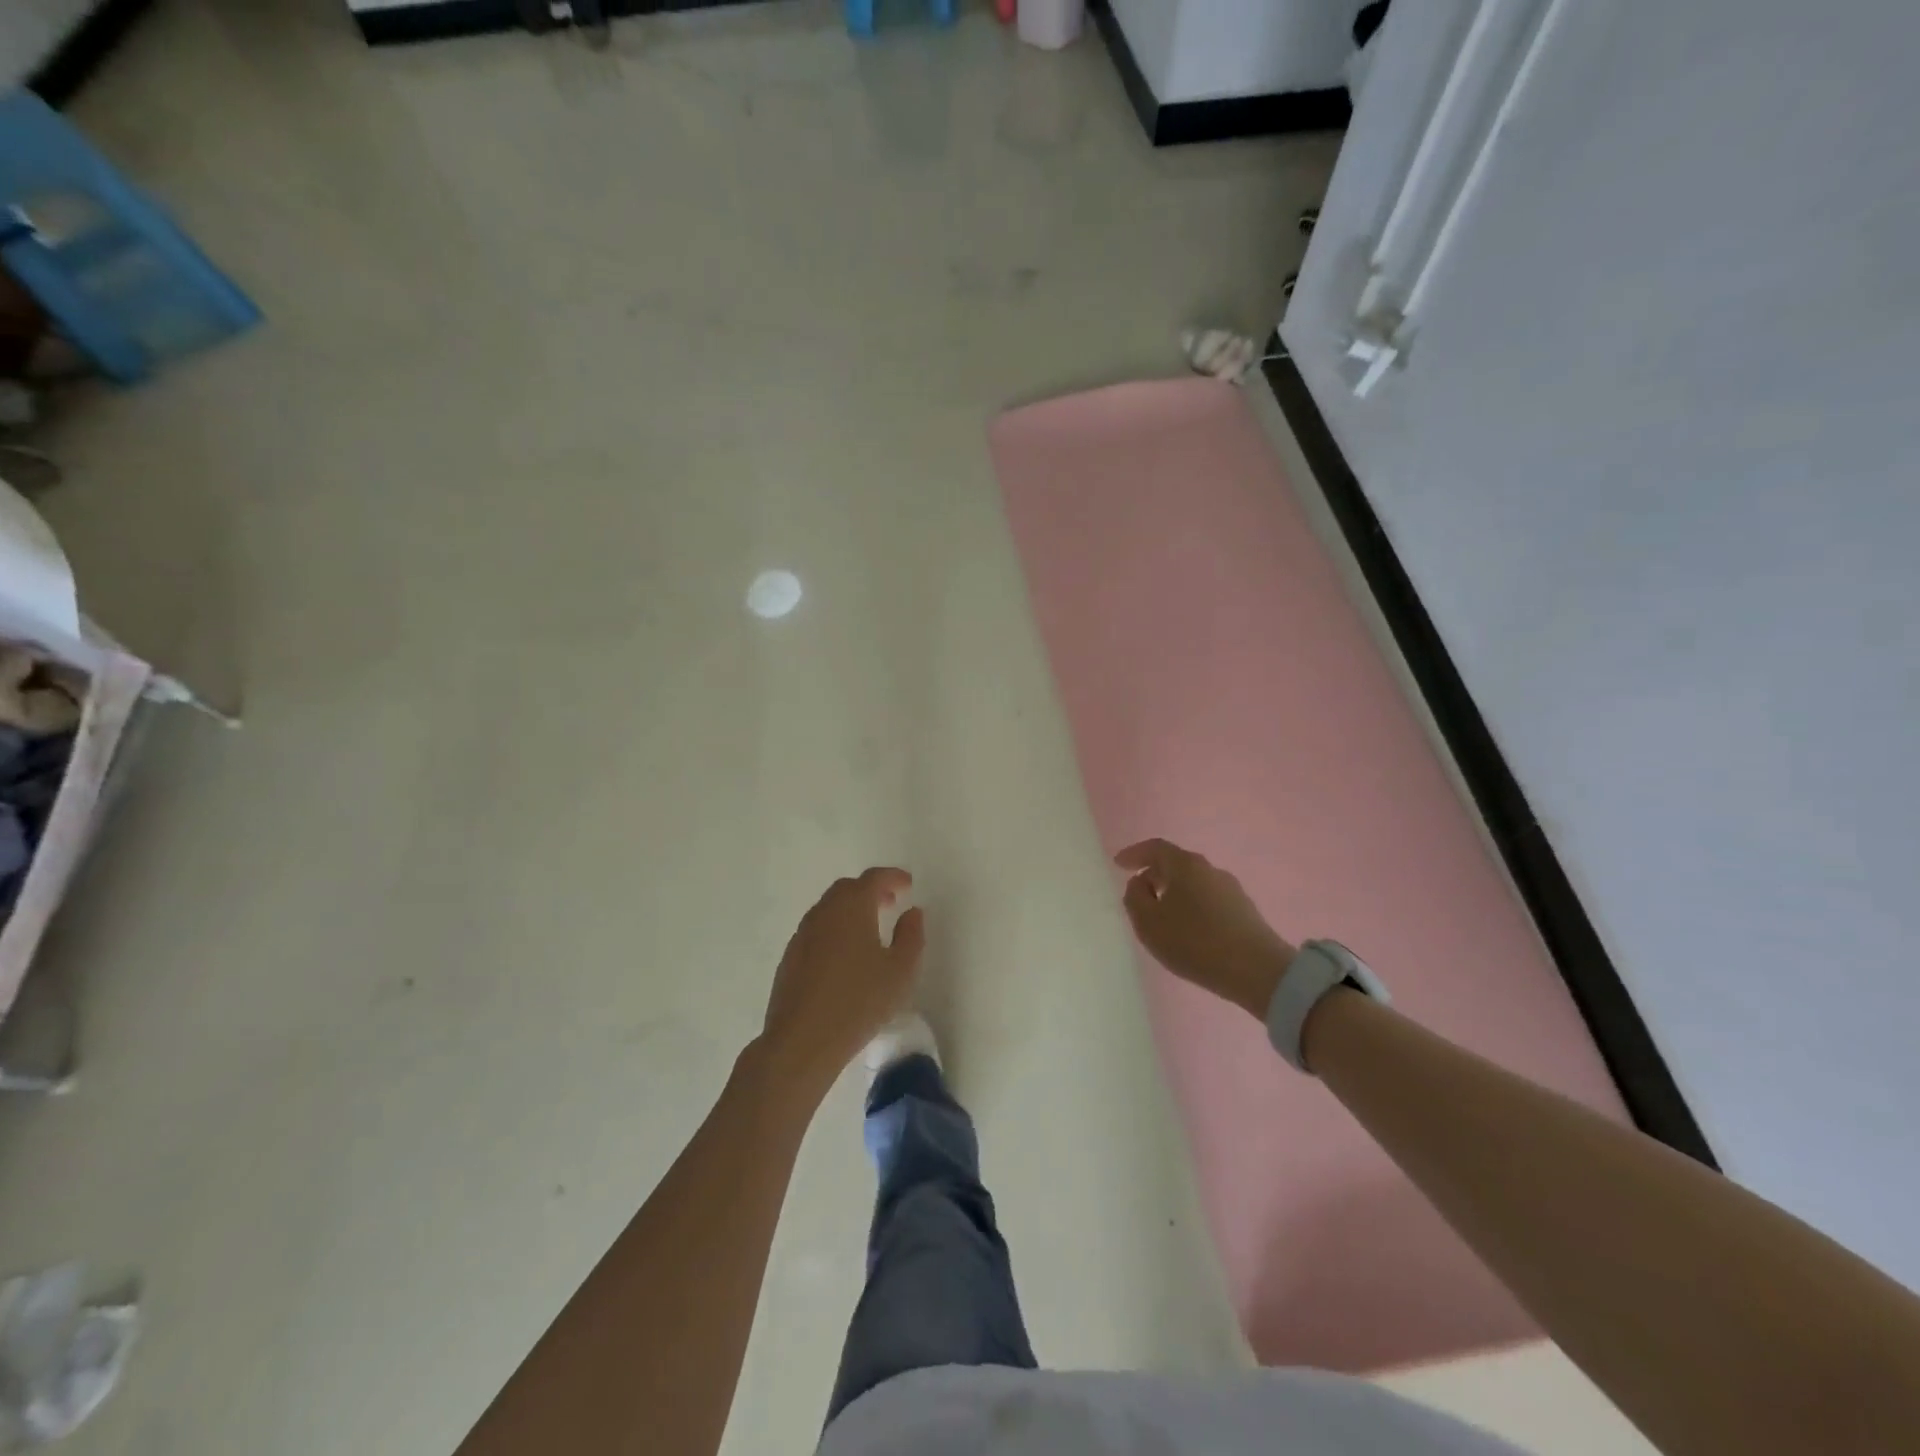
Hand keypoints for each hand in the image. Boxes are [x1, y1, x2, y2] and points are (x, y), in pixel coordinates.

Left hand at [761, 868, 925, 1089]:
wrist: (802, 1041)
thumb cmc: (859, 1002)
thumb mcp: (901, 971)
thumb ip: (911, 935)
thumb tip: (912, 912)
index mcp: (852, 907)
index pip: (873, 878)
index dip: (893, 877)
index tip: (908, 884)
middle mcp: (824, 912)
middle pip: (847, 889)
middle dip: (870, 890)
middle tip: (890, 903)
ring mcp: (802, 934)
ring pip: (829, 909)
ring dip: (851, 910)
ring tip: (870, 929)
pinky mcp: (790, 957)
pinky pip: (817, 930)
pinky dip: (835, 929)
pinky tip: (845, 955)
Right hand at [1115, 838, 1296, 1019]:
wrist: (1257, 971)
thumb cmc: (1194, 942)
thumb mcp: (1149, 923)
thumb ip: (1135, 897)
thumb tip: (1140, 883)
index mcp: (1185, 865)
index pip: (1155, 848)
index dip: (1134, 854)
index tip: (1118, 864)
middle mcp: (1209, 869)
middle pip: (1176, 863)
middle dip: (1154, 875)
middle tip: (1138, 893)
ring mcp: (1230, 889)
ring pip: (1193, 883)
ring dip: (1173, 893)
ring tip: (1161, 916)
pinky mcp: (1244, 911)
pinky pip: (1207, 900)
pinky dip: (1191, 906)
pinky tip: (1188, 929)